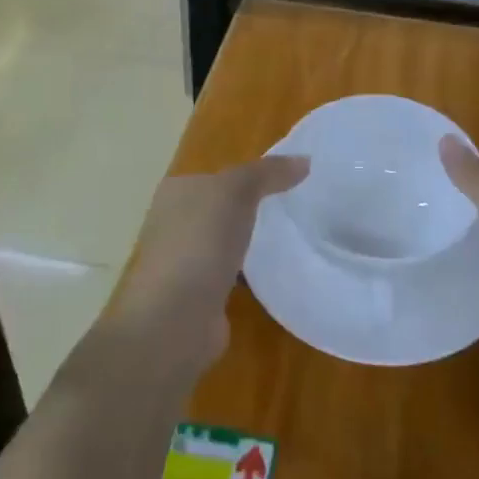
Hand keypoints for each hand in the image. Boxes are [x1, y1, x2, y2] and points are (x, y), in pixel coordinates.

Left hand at [108, 157, 308, 380]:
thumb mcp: (237, 191)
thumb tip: (304, 160)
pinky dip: (246, 275)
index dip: (248, 176)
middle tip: (292, 210)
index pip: (216, 176)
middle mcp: (173, 224)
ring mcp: (183, 262)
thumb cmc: (201, 241)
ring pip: (223, 243)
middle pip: (220, 209)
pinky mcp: (196, 296)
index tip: (286, 181)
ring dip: (247, 244)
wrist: (175, 318)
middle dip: (249, 211)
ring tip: (287, 240)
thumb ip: (268, 172)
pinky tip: (271, 274)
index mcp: (176, 192)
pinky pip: (228, 275)